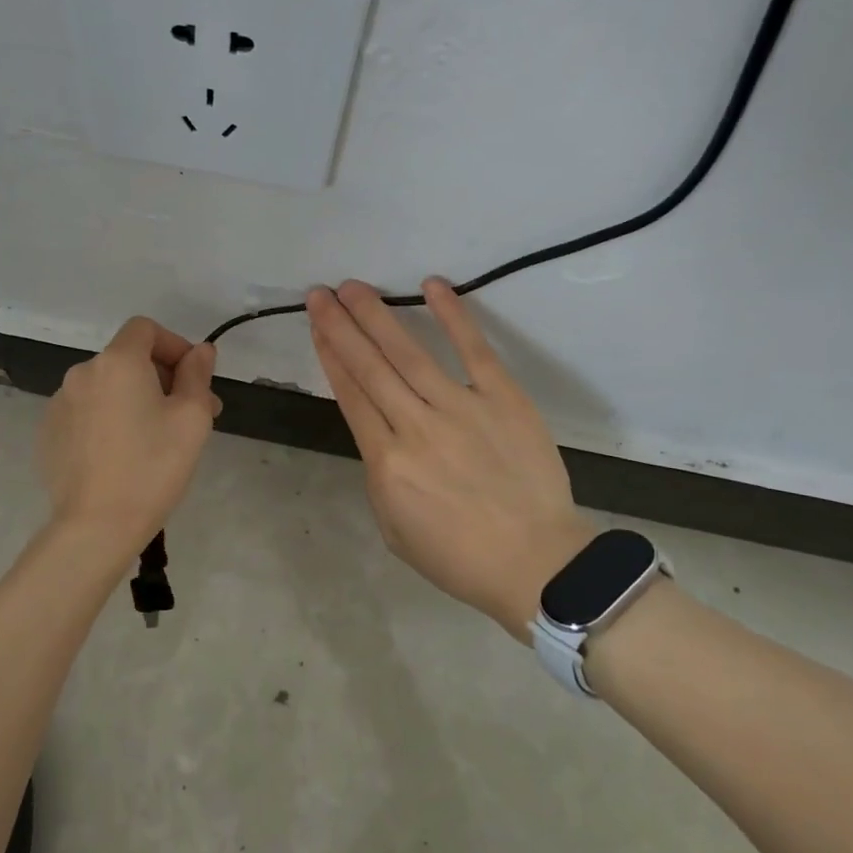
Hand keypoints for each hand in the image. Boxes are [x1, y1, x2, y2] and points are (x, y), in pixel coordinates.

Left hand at [37, 317, 219, 560]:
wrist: (96, 525)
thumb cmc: (153, 466)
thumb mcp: (192, 418)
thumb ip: (197, 375)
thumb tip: (201, 351)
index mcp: (118, 362)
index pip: (145, 329)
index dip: (173, 345)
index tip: (193, 379)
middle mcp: (83, 373)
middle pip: (127, 359)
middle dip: (160, 378)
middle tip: (188, 416)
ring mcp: (60, 404)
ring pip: (107, 388)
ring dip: (134, 400)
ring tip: (154, 440)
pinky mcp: (49, 433)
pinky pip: (86, 413)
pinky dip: (108, 420)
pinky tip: (121, 456)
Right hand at [308, 279, 597, 639]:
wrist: (536, 565)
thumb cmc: (459, 557)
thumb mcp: (395, 528)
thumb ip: (381, 476)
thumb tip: (380, 434)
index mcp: (387, 463)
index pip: (351, 396)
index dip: (330, 356)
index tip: (317, 326)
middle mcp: (416, 426)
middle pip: (370, 367)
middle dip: (341, 326)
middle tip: (320, 293)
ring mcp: (461, 408)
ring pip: (409, 353)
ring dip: (378, 316)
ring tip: (354, 287)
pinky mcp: (503, 399)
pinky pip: (474, 350)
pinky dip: (453, 316)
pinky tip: (432, 286)